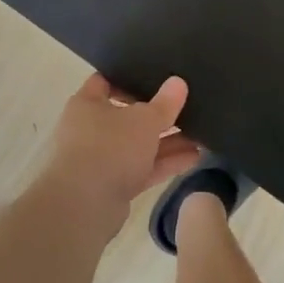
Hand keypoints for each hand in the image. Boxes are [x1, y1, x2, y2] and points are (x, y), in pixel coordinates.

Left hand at [34, 73, 200, 236]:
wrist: (83, 207)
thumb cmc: (109, 148)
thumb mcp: (144, 120)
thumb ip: (164, 103)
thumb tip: (178, 82)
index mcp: (88, 103)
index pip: (107, 81)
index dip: (130, 77)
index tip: (157, 76)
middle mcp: (90, 128)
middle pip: (127, 115)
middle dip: (158, 114)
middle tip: (186, 106)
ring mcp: (101, 159)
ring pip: (138, 144)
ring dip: (167, 141)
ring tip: (200, 134)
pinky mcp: (112, 186)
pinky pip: (141, 168)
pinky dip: (164, 163)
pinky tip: (193, 157)